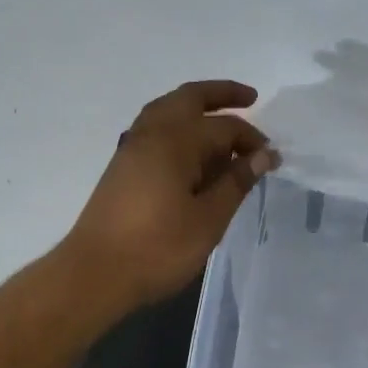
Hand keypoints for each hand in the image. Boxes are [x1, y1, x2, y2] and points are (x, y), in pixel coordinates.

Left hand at [65, 80, 277, 308]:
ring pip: (168, 108)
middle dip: (221, 94)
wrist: (94, 274)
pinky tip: (191, 149)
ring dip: (196, 106)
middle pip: (190, 97)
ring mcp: (133, 147)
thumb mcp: (209, 219)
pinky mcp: (123, 165)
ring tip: (221, 119)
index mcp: (176, 141)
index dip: (252, 139)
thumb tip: (262, 155)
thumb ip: (236, 182)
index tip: (272, 158)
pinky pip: (156, 127)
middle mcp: (152, 133)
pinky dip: (179, 124)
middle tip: (250, 98)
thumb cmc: (158, 248)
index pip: (224, 127)